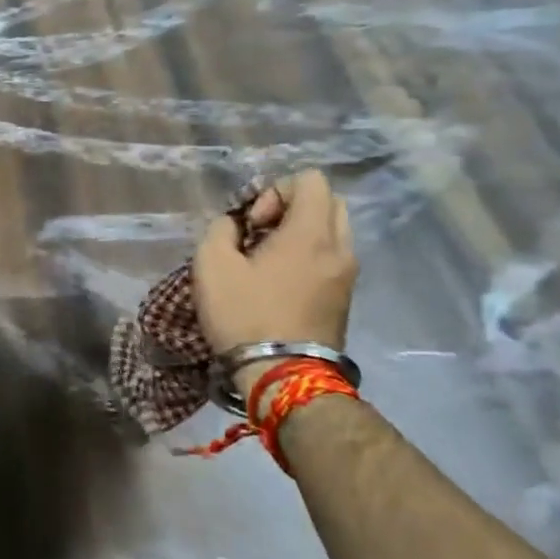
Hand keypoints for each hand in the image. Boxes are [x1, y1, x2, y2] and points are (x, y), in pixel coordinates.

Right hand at [194, 169, 356, 355]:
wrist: (284, 378)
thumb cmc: (246, 315)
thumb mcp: (211, 265)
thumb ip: (221, 229)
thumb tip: (235, 226)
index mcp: (311, 233)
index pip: (310, 180)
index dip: (275, 190)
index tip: (254, 223)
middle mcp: (340, 248)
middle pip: (328, 201)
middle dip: (292, 207)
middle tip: (262, 234)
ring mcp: (348, 275)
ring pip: (332, 230)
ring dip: (301, 233)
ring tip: (269, 259)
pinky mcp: (345, 298)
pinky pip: (332, 256)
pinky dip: (309, 255)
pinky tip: (280, 281)